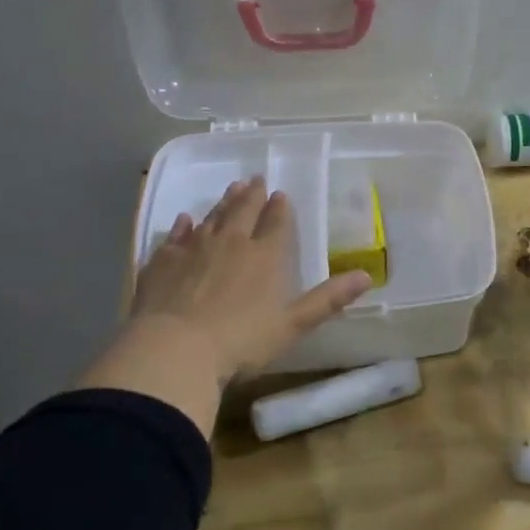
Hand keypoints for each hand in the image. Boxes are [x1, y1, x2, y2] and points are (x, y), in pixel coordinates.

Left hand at [78, 176, 370, 434]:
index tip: (281, 194)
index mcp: (265, 256)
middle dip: (252, 195)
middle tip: (256, 179)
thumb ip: (328, 299)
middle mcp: (231, 243)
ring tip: (232, 188)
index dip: (280, 209)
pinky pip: (175, 236)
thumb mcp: (293, 324)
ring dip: (223, 202)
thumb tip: (367, 276)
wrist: (175, 350)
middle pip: (243, 211)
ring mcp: (193, 249)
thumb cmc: (241, 341)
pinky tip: (184, 220)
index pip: (276, 223)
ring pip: (212, 218)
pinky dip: (182, 226)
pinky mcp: (162, 262)